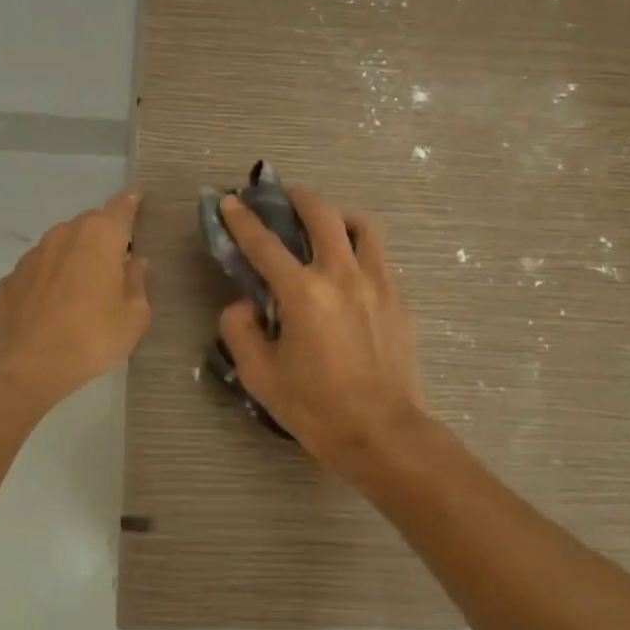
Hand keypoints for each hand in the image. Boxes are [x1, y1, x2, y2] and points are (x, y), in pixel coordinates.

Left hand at [0, 190, 150, 412]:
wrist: (25, 365)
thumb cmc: (91, 337)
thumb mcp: (133, 316)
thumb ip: (137, 282)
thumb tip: (134, 263)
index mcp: (100, 235)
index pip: (122, 205)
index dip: (133, 201)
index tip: (139, 198)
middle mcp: (65, 234)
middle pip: (91, 225)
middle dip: (105, 237)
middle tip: (116, 264)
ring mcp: (33, 254)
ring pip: (62, 245)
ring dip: (75, 258)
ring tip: (83, 289)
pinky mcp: (11, 277)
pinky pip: (41, 270)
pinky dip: (50, 279)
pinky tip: (54, 306)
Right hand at [217, 186, 424, 470]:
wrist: (384, 433)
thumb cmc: (316, 408)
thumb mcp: (259, 375)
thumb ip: (240, 330)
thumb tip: (244, 303)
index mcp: (303, 292)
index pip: (264, 243)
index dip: (242, 219)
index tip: (230, 201)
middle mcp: (342, 275)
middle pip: (321, 214)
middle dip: (297, 197)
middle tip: (284, 196)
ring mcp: (377, 283)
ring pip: (362, 226)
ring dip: (338, 216)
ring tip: (326, 226)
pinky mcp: (399, 299)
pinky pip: (378, 257)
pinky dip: (359, 249)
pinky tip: (349, 271)